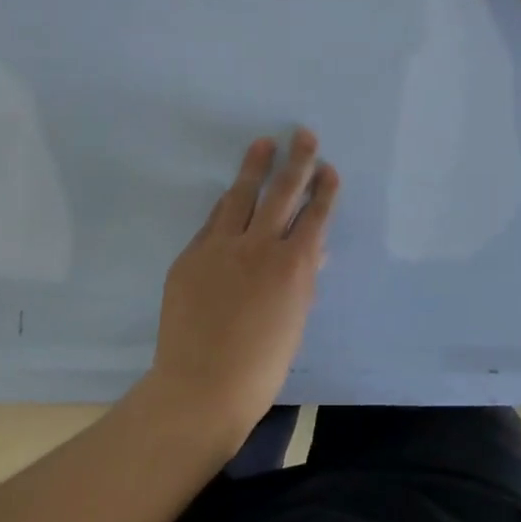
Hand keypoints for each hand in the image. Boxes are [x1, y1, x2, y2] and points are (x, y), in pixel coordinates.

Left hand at [146, 130, 339, 449]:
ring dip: (254, 168)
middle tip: (303, 134)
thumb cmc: (261, 364)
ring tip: (263, 144)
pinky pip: (213, 222)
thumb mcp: (294, 319)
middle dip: (296, 161)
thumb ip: (304, 278)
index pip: (314, 216)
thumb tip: (313, 249)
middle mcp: (259, 246)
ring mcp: (220, 247)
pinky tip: (232, 192)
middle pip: (281, 193)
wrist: (201, 386)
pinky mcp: (191, 256)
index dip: (323, 190)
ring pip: (240, 196)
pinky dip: (227, 205)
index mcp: (292, 266)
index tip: (329, 168)